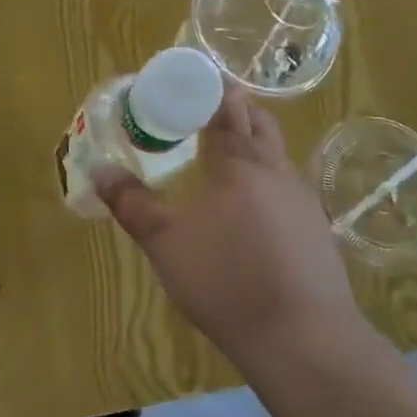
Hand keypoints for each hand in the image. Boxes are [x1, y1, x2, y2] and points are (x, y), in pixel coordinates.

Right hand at [93, 84, 356, 361]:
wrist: (301, 337)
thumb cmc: (226, 281)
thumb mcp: (166, 244)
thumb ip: (132, 204)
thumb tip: (99, 170)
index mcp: (240, 164)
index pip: (226, 109)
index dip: (209, 90)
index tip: (192, 79)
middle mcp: (277, 172)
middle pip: (260, 123)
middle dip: (236, 108)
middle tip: (207, 109)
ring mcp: (303, 201)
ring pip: (278, 155)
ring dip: (255, 143)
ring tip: (227, 155)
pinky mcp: (317, 231)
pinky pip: (289, 188)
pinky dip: (268, 180)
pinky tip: (255, 208)